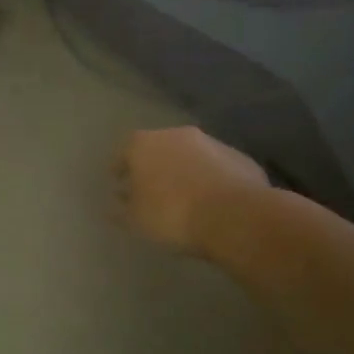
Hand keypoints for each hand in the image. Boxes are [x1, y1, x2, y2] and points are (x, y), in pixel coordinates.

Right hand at [116, 127, 267, 253]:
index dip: (120, 167)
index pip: (124, 151)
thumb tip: (115, 203)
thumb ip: (122, 208)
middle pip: (158, 147)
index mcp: (143, 144)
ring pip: (190, 154)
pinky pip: (216, 166)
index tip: (118, 180)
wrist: (233, 214)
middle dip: (154, 165)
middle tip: (151, 187)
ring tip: (183, 194)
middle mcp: (175, 134)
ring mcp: (210, 142)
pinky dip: (210, 177)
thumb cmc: (172, 214)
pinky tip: (211, 198)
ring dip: (184, 169)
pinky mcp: (238, 156)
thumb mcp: (136, 219)